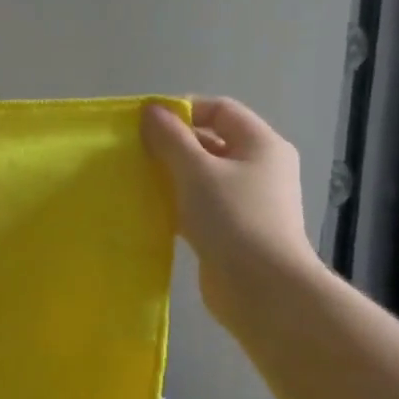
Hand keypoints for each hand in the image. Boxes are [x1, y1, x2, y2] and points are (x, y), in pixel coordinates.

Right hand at [141, 97, 321, 334]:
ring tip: (139, 180)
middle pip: (211, 142)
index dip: (183, 110)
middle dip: (173, 144)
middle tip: (136, 152)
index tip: (146, 124)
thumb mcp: (196, 171)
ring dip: (172, 175)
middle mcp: (260, 168)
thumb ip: (171, 138)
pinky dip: (178, 202)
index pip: (220, 110)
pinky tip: (152, 210)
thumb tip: (151, 111)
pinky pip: (201, 204)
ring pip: (203, 176)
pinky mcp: (234, 229)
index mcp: (261, 145)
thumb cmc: (232, 218)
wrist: (262, 288)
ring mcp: (249, 201)